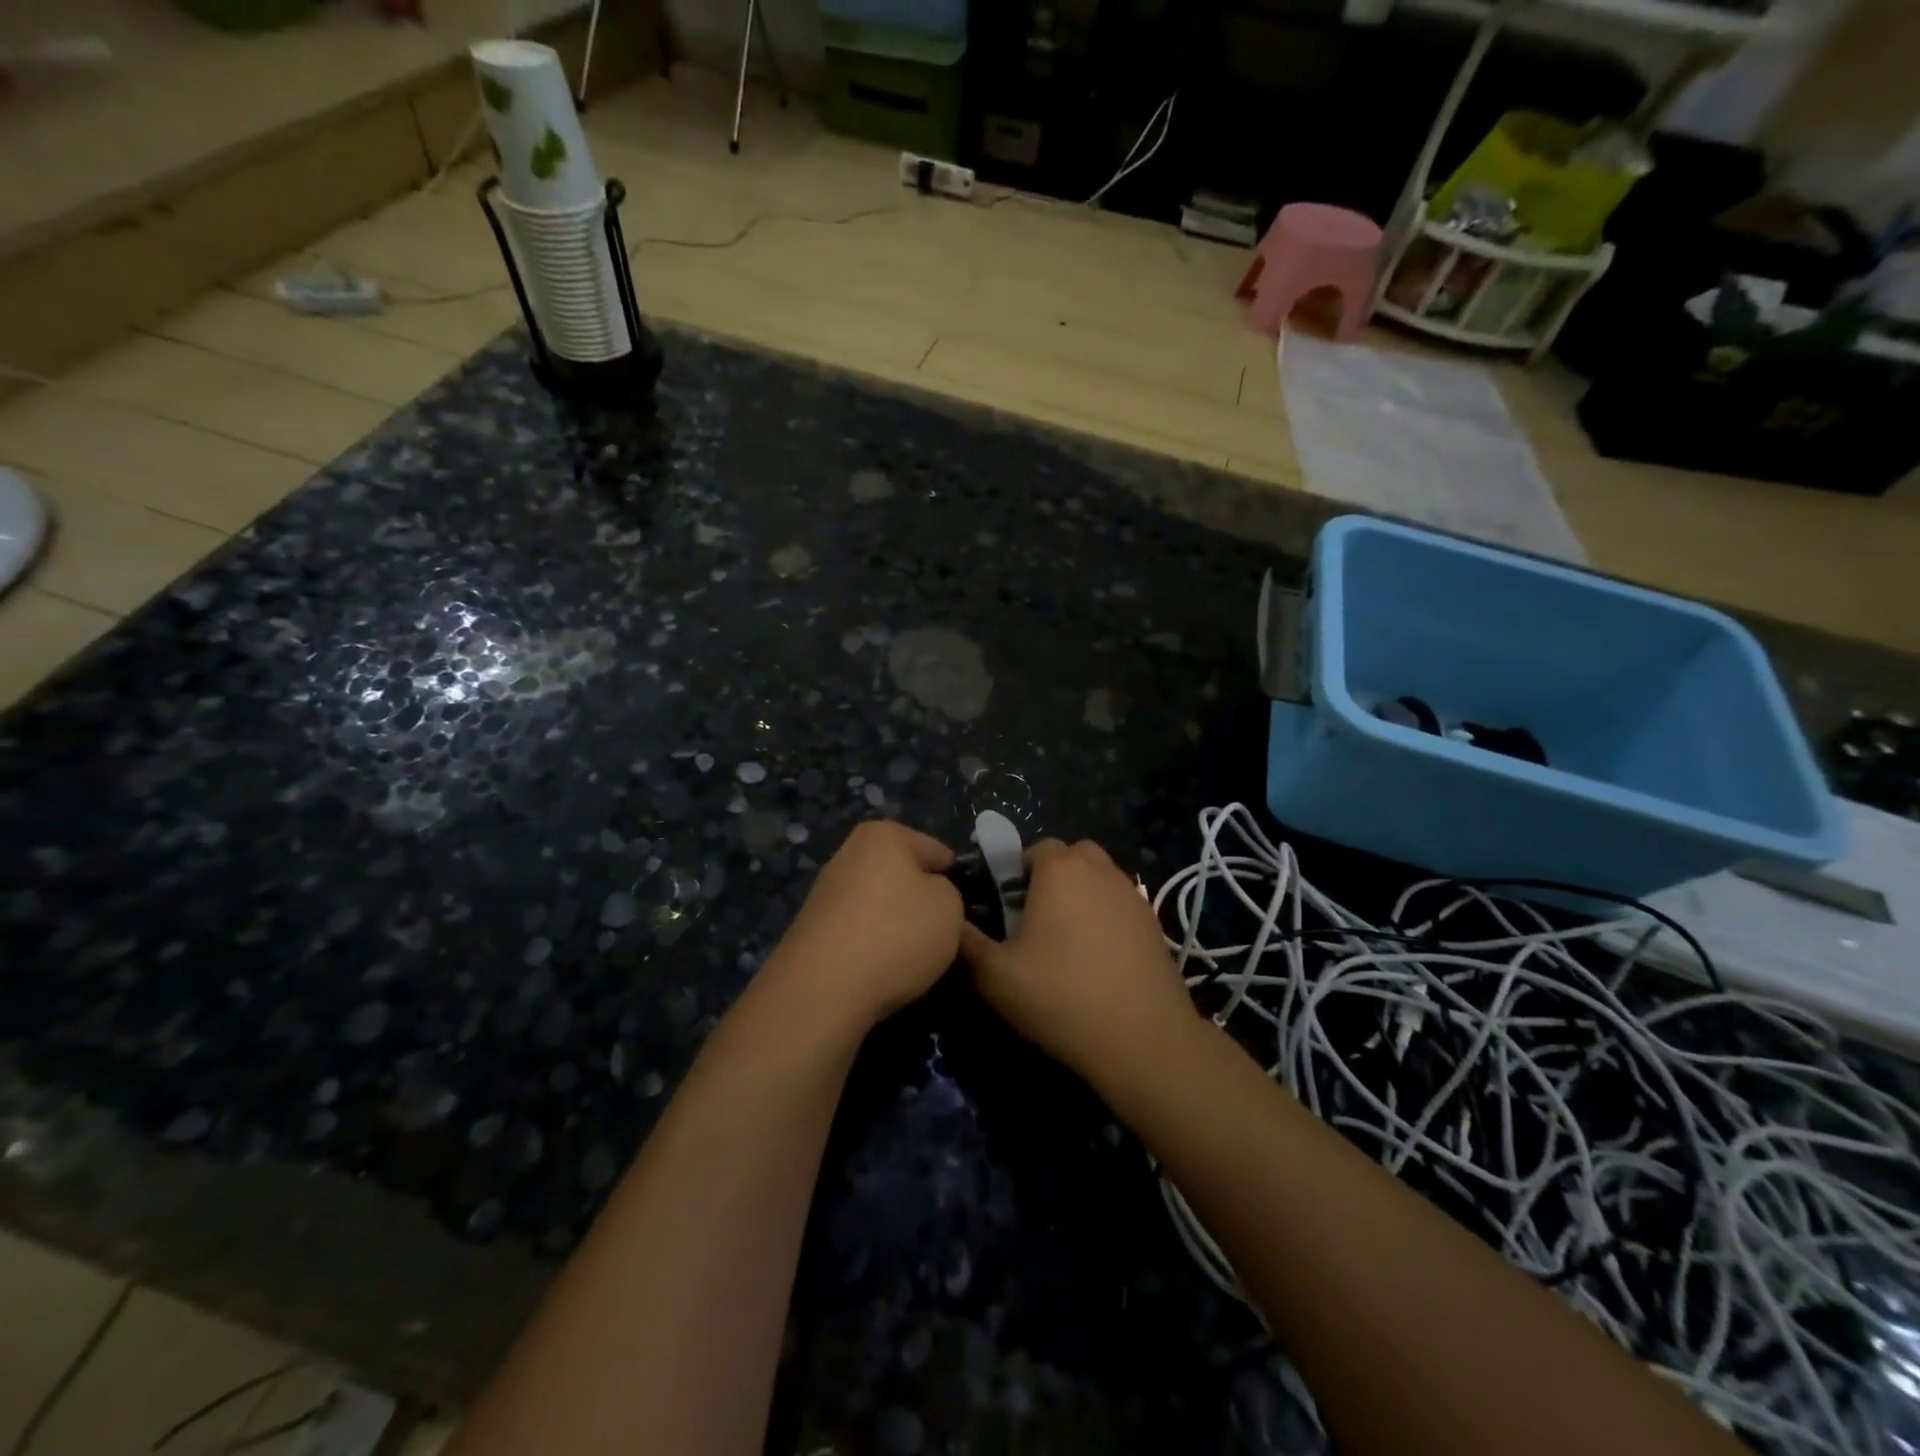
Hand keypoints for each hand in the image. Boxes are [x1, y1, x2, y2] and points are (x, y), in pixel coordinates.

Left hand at [764, 820, 962, 1028]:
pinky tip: (883, 968)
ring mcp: (825, 893)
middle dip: (920, 897)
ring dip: (895, 923)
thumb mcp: (949, 907)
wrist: (823, 988)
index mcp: (883, 836)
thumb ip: (947, 892)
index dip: (953, 875)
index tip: (964, 902)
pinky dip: (872, 945)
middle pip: (901, 874)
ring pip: (878, 903)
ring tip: (914, 954)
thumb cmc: (897, 933)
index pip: (933, 849)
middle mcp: (848, 854)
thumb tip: (926, 897)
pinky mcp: (812, 929)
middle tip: (942, 928)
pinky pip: (858, 931)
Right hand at [959, 838, 1198, 1084]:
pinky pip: (1122, 903)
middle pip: (1072, 855)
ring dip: (1083, 893)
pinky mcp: (1154, 922)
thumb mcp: (995, 976)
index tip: (1009, 909)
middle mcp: (1099, 870)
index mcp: (1059, 870)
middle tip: (1037, 918)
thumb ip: (967, 942)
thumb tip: (952, 921)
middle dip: (1053, 876)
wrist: (1142, 1038)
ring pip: (1100, 877)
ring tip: (1069, 939)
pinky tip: (1100, 958)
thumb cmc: (1061, 997)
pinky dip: (1108, 916)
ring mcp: (1132, 894)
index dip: (1017, 873)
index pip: (1035, 848)